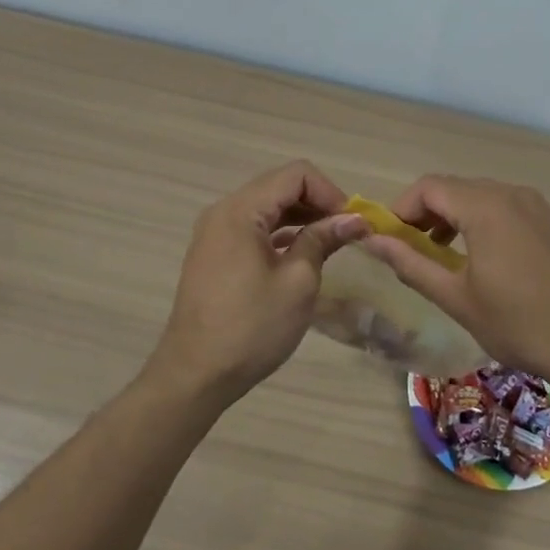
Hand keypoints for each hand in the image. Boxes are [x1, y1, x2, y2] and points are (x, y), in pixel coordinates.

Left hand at [148, 161, 368, 404]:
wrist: (196, 374)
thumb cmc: (251, 327)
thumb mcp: (298, 282)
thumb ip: (323, 240)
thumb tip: (353, 219)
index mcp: (241, 210)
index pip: (295, 175)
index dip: (329, 192)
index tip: (351, 223)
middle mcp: (223, 211)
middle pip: (279, 186)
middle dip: (317, 203)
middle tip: (347, 233)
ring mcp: (215, 232)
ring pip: (267, 207)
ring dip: (301, 218)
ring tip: (331, 244)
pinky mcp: (214, 253)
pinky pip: (254, 228)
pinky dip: (281, 233)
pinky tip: (302, 254)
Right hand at [356, 175, 549, 388]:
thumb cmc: (519, 324)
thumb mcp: (456, 298)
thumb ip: (410, 264)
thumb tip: (372, 241)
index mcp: (485, 207)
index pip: (429, 186)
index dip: (403, 208)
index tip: (393, 240)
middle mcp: (514, 194)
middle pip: (457, 188)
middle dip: (429, 213)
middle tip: (417, 250)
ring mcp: (542, 207)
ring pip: (486, 198)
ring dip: (459, 218)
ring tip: (450, 257)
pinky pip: (514, 211)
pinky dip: (490, 224)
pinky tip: (495, 264)